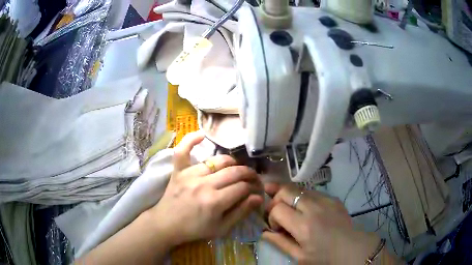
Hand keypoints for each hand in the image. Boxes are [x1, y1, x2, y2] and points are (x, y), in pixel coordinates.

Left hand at [143, 131, 263, 246]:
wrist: (166, 224)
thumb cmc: (195, 229)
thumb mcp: (221, 228)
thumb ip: (241, 213)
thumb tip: (259, 198)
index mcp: (215, 201)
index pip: (242, 187)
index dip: (254, 188)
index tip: (257, 190)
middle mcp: (204, 184)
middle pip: (234, 172)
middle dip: (249, 174)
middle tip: (253, 178)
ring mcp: (190, 174)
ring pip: (218, 160)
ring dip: (232, 162)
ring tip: (237, 168)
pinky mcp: (178, 170)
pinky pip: (183, 150)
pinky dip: (191, 140)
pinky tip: (202, 134)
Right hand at [263, 183, 383, 264]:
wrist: (352, 248)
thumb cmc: (325, 257)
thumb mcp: (299, 256)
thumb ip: (280, 242)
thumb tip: (264, 232)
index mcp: (303, 226)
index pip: (277, 208)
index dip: (272, 216)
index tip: (277, 227)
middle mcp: (313, 207)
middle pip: (286, 190)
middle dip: (276, 199)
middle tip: (277, 211)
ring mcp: (325, 199)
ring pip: (299, 187)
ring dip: (289, 195)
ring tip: (287, 205)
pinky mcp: (332, 198)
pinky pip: (312, 191)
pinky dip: (303, 197)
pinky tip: (305, 208)